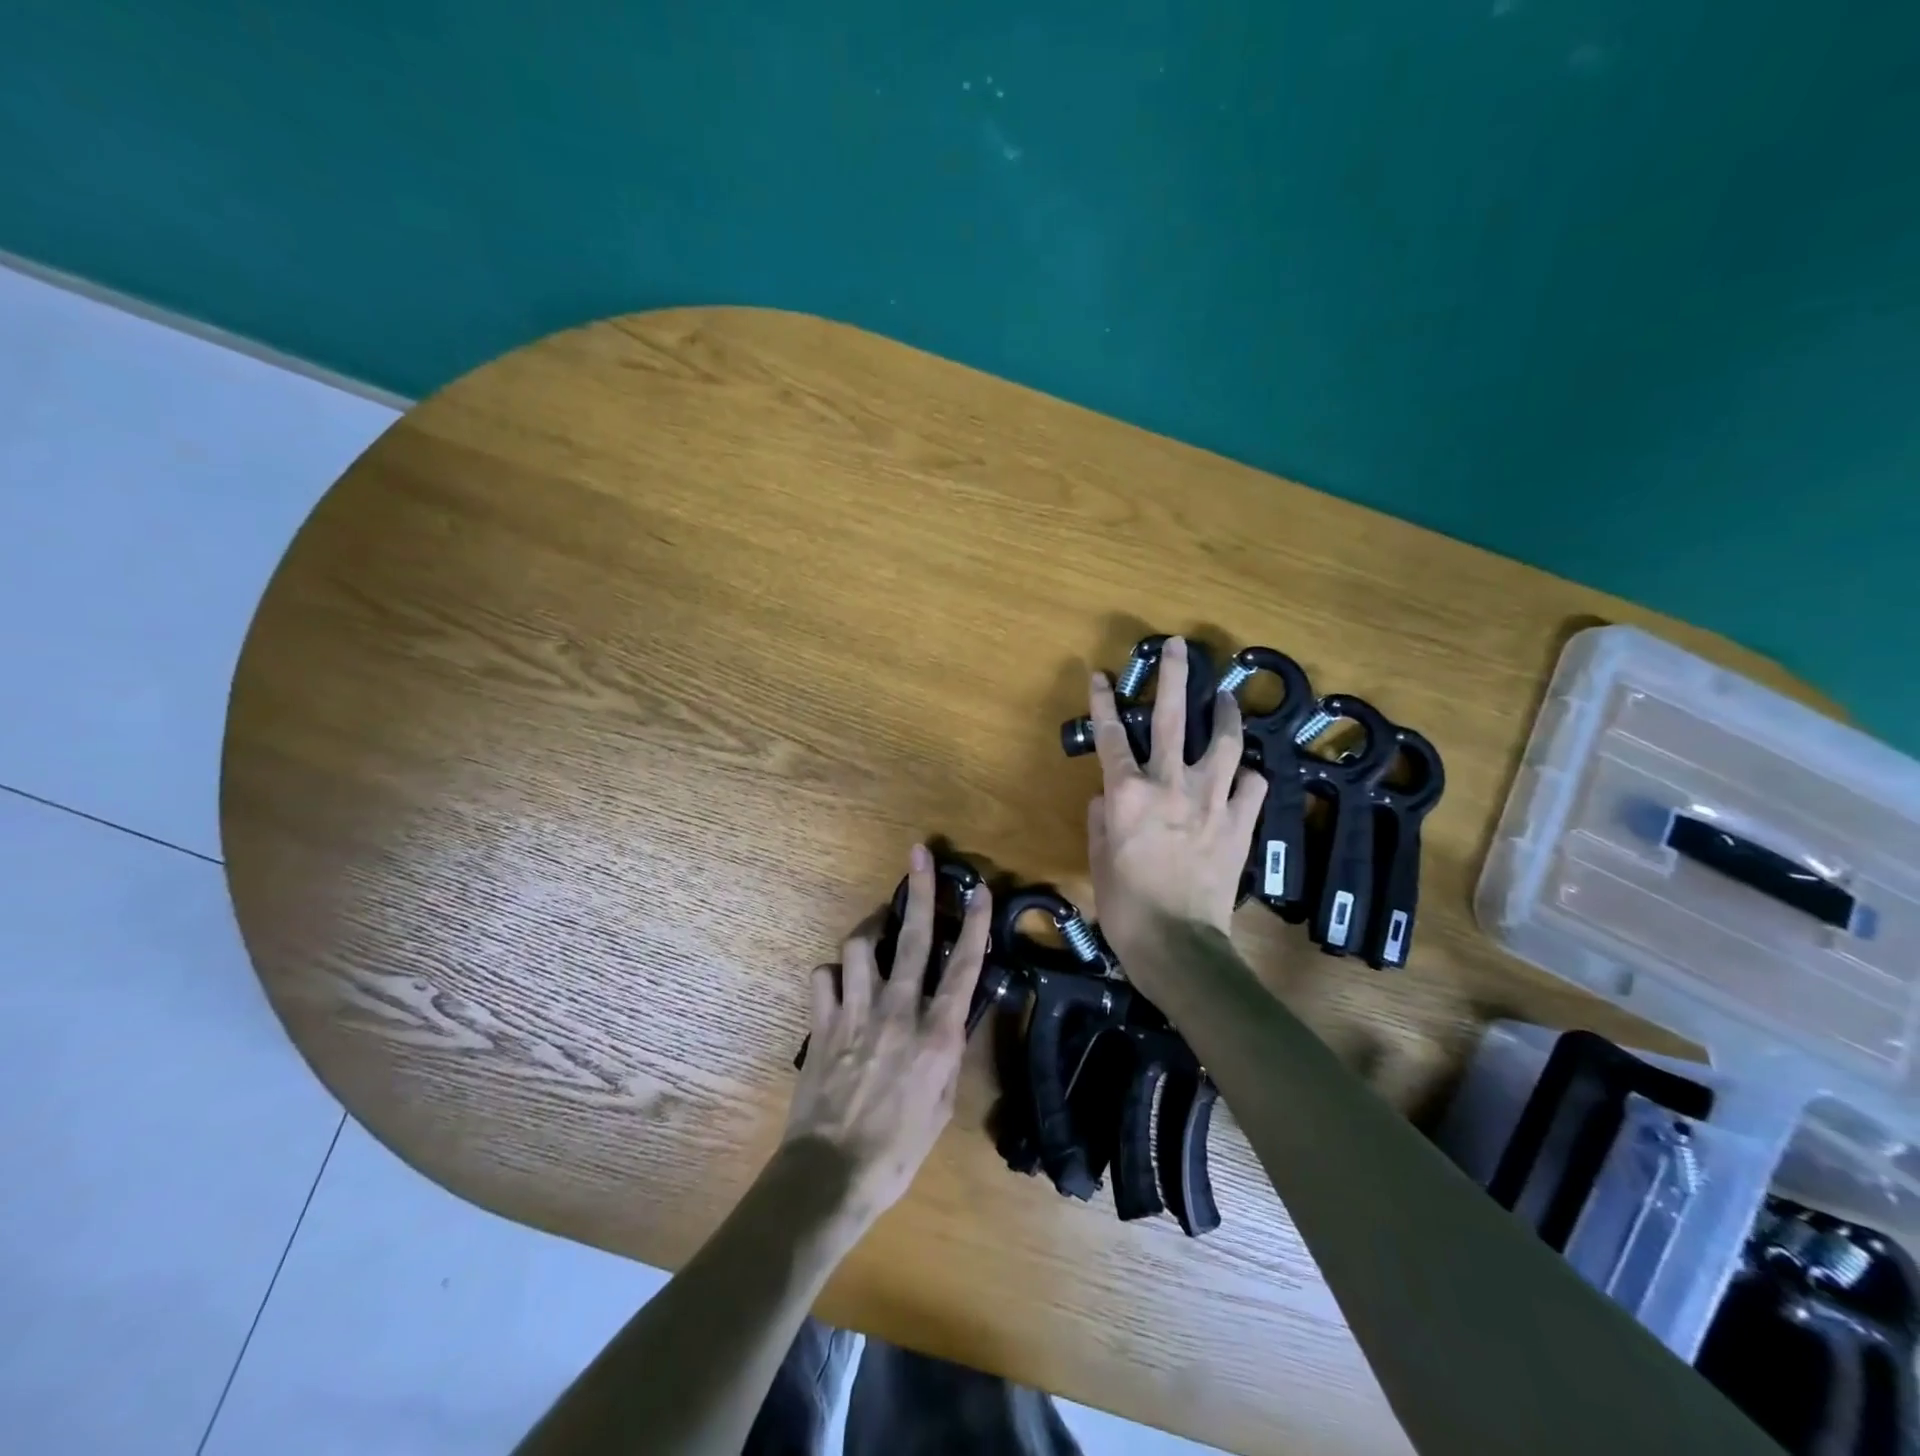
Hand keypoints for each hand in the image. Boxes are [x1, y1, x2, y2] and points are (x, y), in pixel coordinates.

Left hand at [782, 843, 992, 1230]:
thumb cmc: (898, 1149)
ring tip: (874, 938)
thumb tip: (950, 1020)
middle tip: (920, 854)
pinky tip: (838, 986)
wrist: (832, 1173)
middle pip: (914, 937)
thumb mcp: (942, 1105)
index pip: (965, 967)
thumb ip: (946, 1053)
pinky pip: (823, 976)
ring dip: (869, 935)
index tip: (980, 890)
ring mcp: (857, 1012)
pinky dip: (832, 975)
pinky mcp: (822, 1021)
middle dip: (920, 891)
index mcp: (937, 1034)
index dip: (976, 924)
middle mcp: (899, 1011)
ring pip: (860, 945)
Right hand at [1085, 636, 1265, 970]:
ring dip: (1224, 713)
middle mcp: (1170, 784)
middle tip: (1179, 646)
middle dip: (1174, 676)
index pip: (1110, 735)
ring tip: (1226, 697)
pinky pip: (1251, 785)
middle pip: (1171, 717)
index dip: (1103, 701)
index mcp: (1128, 793)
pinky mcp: (1240, 822)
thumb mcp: (1098, 858)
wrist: (1178, 944)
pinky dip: (1247, 775)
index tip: (1101, 674)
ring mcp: (1211, 800)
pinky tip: (1243, 773)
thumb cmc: (1126, 904)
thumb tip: (1108, 794)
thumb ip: (1102, 818)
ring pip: (1223, 741)